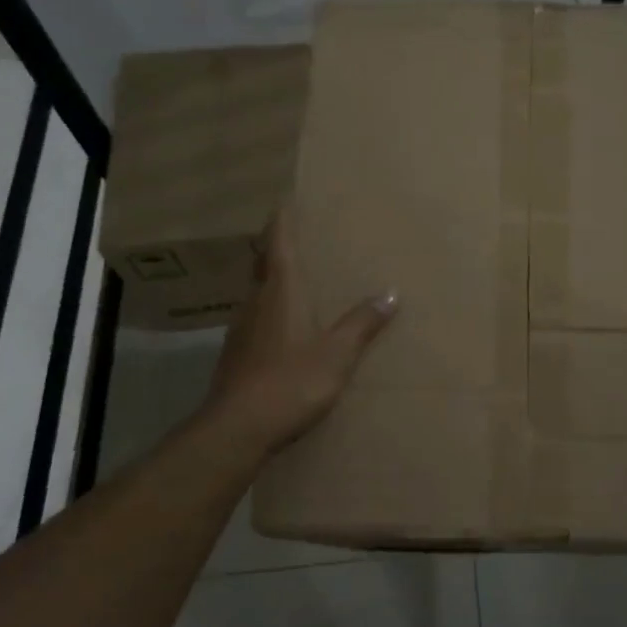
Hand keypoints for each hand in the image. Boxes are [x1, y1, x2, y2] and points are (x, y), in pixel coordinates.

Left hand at [200, 209, 397, 457]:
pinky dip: (271, 308)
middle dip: (278, 245)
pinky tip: (285, 326)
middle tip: (300, 235)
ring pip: (258, 290)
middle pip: (263, 262)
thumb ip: (362, 323)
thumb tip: (390, 293)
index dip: (282, 218)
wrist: (237, 428)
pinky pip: (256, 317)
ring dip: (274, 278)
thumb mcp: (337, 354)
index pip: (278, 242)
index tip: (286, 198)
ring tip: (299, 278)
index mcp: (281, 291)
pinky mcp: (236, 352)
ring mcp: (242, 327)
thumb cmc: (291, 382)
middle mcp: (256, 301)